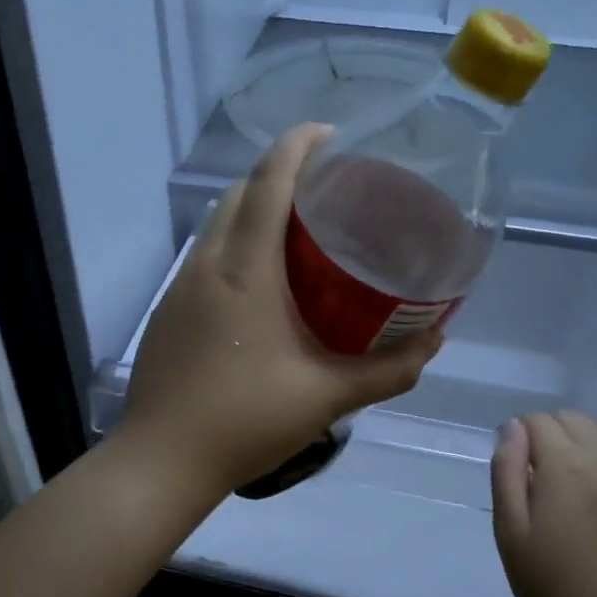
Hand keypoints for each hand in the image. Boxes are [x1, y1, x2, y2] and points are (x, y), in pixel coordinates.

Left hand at [121, 124, 442, 496]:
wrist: (162, 459)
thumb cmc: (245, 421)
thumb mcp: (327, 397)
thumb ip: (388, 371)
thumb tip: (434, 342)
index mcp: (245, 270)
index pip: (269, 181)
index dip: (299, 145)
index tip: (333, 136)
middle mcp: (207, 264)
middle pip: (240, 191)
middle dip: (281, 173)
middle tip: (327, 191)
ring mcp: (180, 285)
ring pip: (217, 222)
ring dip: (254, 208)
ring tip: (298, 230)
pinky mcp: (169, 308)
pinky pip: (204, 254)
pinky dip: (234, 242)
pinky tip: (260, 281)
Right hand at [490, 411, 596, 596]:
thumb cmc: (548, 581)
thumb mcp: (509, 528)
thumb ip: (506, 470)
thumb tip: (513, 427)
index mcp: (564, 467)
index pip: (537, 421)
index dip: (521, 439)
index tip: (520, 468)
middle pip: (573, 419)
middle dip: (552, 435)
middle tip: (545, 476)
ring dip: (586, 442)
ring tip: (578, 480)